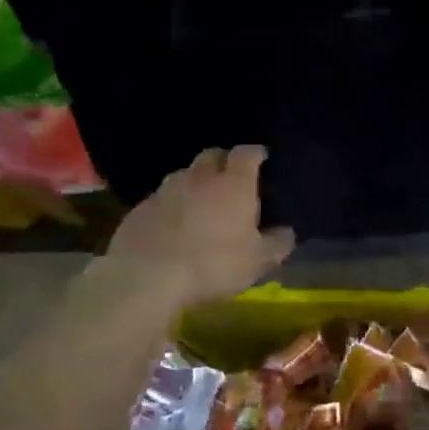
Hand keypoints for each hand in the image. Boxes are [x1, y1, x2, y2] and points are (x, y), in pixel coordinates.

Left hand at [96, 146, 293, 311]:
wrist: (147, 277)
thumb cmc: (213, 265)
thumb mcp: (256, 262)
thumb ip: (277, 244)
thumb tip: (288, 232)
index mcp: (233, 184)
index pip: (247, 153)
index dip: (255, 153)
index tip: (261, 157)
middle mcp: (199, 177)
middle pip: (212, 155)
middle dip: (223, 161)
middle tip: (230, 177)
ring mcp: (165, 190)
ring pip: (184, 174)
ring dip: (194, 182)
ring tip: (200, 200)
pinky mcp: (140, 208)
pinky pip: (160, 198)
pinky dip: (170, 204)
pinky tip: (171, 223)